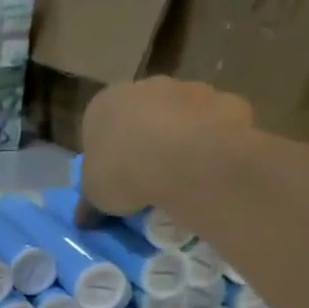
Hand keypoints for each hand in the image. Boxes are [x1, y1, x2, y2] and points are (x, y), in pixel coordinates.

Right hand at [76, 76, 251, 221]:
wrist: (185, 159)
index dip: (106, 154)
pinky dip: (212, 144)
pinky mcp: (225, 101)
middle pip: (142, 115)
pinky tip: (208, 171)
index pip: (99, 126)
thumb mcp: (94, 197)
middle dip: (145, 141)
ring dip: (180, 140)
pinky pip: (215, 126)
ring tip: (181, 178)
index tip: (114, 178)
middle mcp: (145, 87)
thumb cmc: (122, 171)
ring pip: (181, 117)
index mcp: (104, 104)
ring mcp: (188, 89)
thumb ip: (89, 205)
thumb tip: (83, 220)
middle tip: (147, 177)